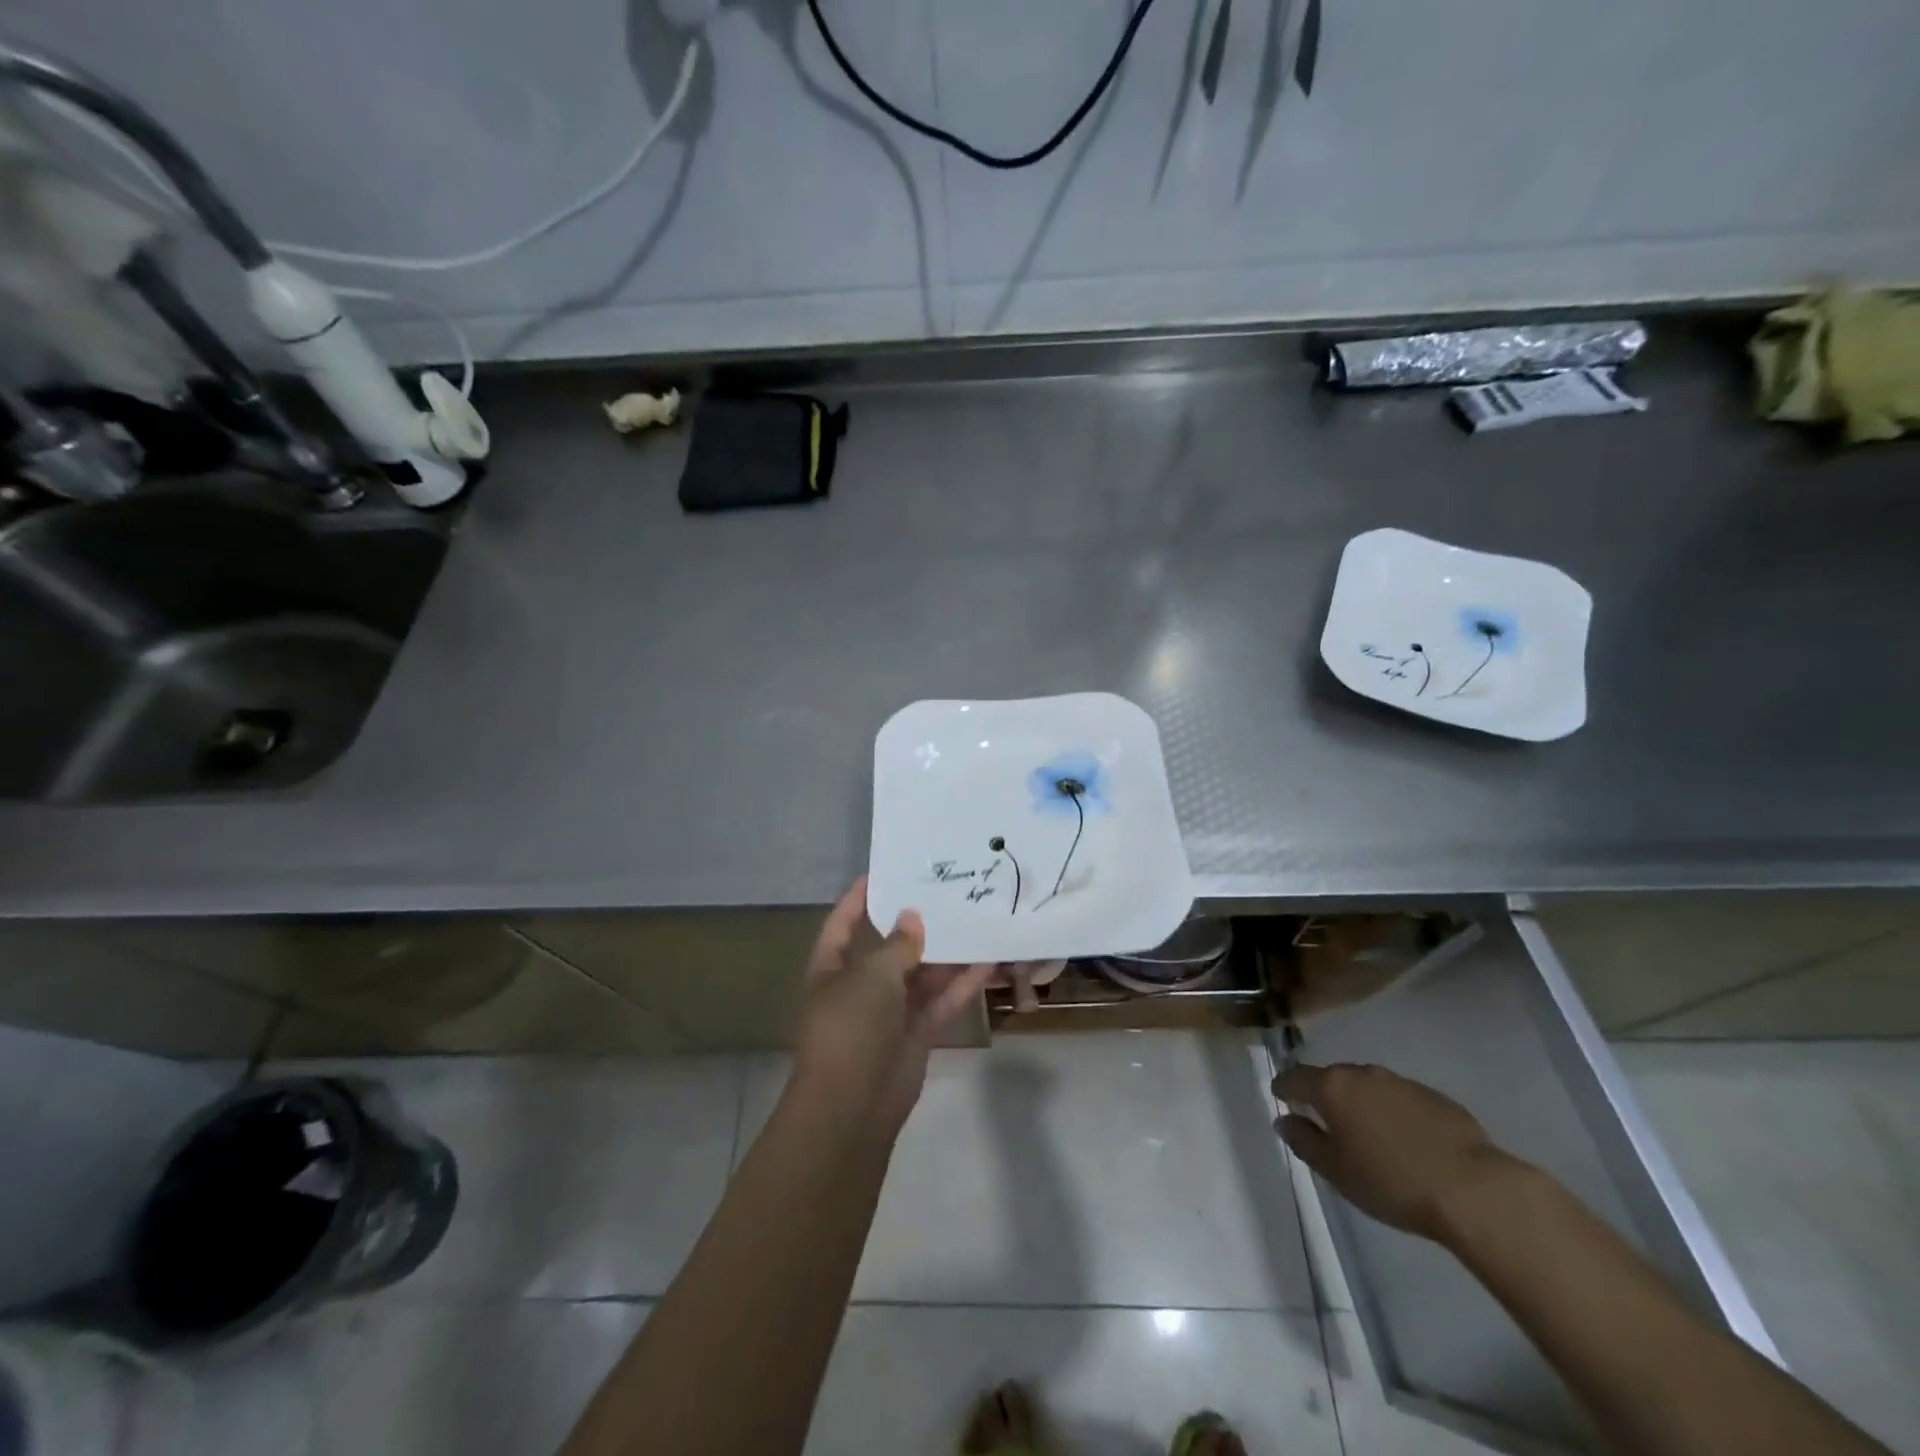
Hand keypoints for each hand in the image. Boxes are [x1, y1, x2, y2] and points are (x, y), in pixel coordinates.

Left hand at [790, 878, 995, 1137]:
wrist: (854, 1105)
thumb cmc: (850, 1027)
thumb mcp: (870, 976)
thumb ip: (896, 945)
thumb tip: (912, 917)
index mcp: (832, 968)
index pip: (843, 924)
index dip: (859, 898)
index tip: (884, 872)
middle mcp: (859, 986)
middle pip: (889, 948)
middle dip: (914, 924)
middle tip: (944, 891)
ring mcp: (889, 1012)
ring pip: (921, 974)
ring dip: (945, 953)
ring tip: (974, 918)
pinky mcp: (917, 1033)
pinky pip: (940, 1001)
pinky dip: (961, 984)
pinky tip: (987, 961)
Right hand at [1274, 1062, 1522, 1243]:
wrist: (1473, 1190)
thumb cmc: (1391, 1182)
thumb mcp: (1336, 1171)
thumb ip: (1304, 1141)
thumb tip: (1285, 1120)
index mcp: (1333, 1087)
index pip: (1295, 1077)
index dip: (1284, 1087)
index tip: (1280, 1097)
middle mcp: (1363, 1074)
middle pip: (1333, 1078)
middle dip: (1325, 1095)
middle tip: (1326, 1122)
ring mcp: (1402, 1083)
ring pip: (1369, 1087)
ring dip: (1361, 1104)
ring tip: (1368, 1134)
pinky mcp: (1436, 1098)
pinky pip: (1401, 1100)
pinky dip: (1393, 1113)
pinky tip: (1406, 1142)